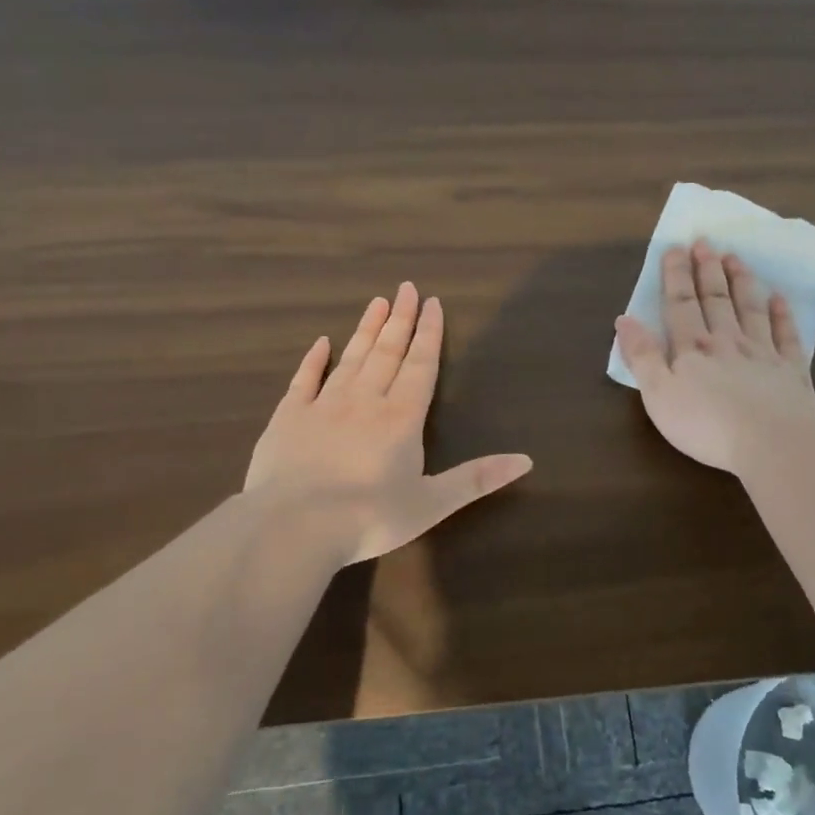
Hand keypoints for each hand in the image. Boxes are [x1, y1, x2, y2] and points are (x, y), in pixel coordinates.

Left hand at [246, 282, 532, 565]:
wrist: (293, 527)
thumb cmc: (369, 518)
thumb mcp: (432, 504)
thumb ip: (477, 479)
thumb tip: (527, 459)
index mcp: (401, 419)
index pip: (420, 366)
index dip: (429, 334)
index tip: (432, 302)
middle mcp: (365, 401)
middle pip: (387, 353)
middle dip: (400, 320)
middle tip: (407, 288)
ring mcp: (323, 406)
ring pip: (350, 359)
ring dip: (366, 330)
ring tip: (377, 302)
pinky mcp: (288, 418)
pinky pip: (303, 380)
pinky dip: (314, 359)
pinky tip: (322, 342)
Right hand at [615, 241, 814, 473]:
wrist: (771, 442)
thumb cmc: (705, 424)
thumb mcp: (658, 394)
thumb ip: (641, 356)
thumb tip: (624, 319)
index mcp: (692, 349)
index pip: (680, 305)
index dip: (675, 276)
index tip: (675, 248)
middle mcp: (727, 342)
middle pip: (715, 300)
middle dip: (707, 270)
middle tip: (705, 242)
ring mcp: (763, 354)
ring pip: (750, 309)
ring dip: (741, 282)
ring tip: (735, 258)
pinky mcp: (791, 371)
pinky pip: (786, 336)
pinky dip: (782, 315)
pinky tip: (779, 298)